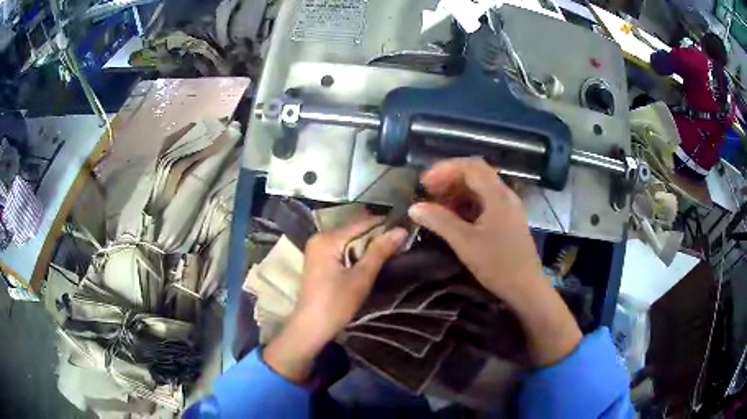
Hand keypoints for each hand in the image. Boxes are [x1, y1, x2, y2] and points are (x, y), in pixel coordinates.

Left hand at [264, 217, 406, 381]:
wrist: (311, 328)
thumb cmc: (336, 304)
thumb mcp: (361, 277)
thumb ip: (380, 251)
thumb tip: (401, 229)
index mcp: (327, 238)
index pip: (362, 223)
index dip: (385, 225)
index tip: (406, 230)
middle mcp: (319, 238)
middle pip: (354, 230)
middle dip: (376, 237)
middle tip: (401, 244)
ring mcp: (317, 249)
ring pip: (349, 240)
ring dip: (367, 246)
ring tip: (390, 252)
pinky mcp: (318, 260)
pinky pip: (341, 249)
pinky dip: (356, 254)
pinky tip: (369, 262)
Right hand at [408, 158, 581, 365]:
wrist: (526, 288)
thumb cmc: (497, 265)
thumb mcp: (465, 243)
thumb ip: (440, 221)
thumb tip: (414, 207)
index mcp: (498, 196)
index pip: (471, 167)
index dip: (445, 169)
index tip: (424, 182)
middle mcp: (505, 195)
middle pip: (476, 174)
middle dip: (450, 178)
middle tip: (428, 191)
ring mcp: (508, 208)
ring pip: (481, 188)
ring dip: (458, 191)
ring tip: (437, 203)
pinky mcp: (508, 220)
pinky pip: (486, 202)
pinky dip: (467, 203)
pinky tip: (454, 216)